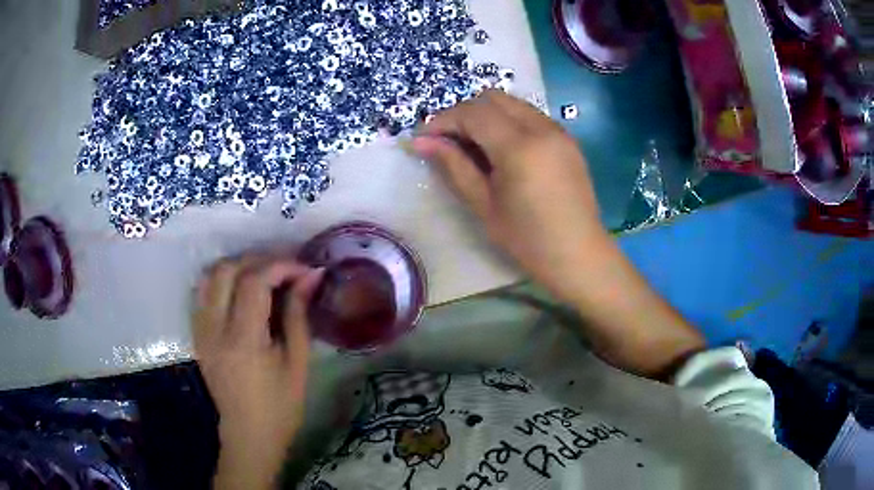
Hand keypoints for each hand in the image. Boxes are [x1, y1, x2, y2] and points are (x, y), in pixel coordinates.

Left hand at [193, 256, 322, 488]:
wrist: (249, 434)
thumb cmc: (281, 405)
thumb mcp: (297, 362)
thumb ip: (298, 314)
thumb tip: (311, 276)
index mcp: (242, 340)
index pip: (254, 282)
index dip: (281, 266)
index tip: (305, 269)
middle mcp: (214, 328)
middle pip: (227, 269)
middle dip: (260, 260)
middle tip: (286, 268)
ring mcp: (201, 330)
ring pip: (210, 275)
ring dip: (239, 266)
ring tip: (264, 274)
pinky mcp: (197, 334)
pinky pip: (204, 291)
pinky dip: (224, 280)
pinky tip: (242, 290)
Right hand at [413, 90, 609, 304]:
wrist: (579, 256)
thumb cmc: (528, 240)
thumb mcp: (484, 205)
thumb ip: (453, 166)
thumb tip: (421, 142)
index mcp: (519, 146)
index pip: (472, 113)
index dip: (442, 121)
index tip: (423, 139)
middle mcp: (541, 127)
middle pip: (492, 98)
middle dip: (463, 113)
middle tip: (448, 141)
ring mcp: (558, 130)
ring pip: (512, 103)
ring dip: (486, 115)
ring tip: (473, 146)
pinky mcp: (567, 139)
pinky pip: (530, 115)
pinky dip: (508, 122)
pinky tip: (502, 150)